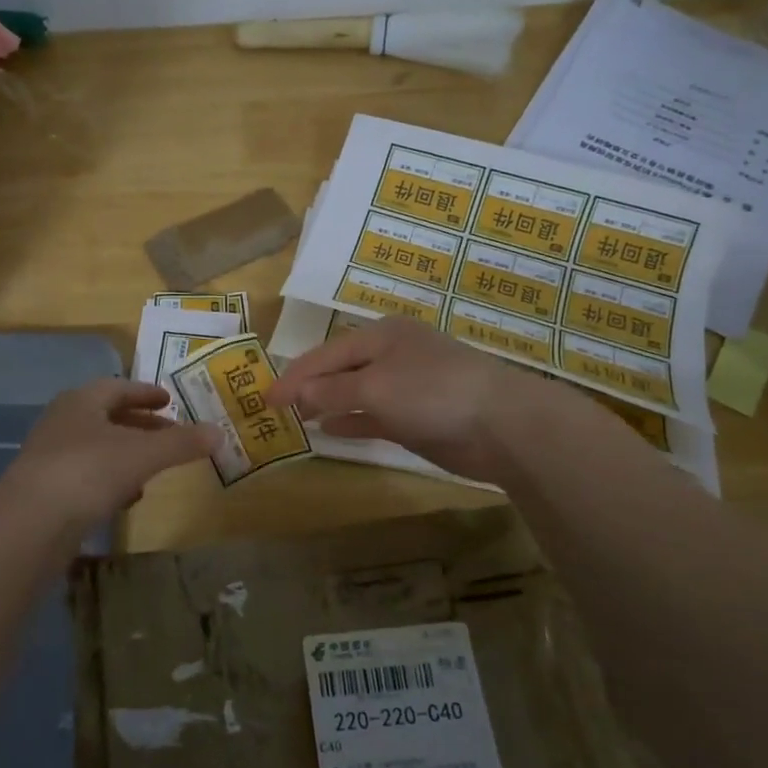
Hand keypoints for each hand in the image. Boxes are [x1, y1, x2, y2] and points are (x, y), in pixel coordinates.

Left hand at [0, 379, 220, 529]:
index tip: (170, 401)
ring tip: (156, 467)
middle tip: (171, 434)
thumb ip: (182, 443)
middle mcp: (63, 423)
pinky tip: (128, 498)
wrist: (30, 523)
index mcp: (82, 401)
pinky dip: (112, 481)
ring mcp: (52, 458)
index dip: (146, 393)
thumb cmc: (88, 471)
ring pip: (98, 449)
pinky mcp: (48, 491)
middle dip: (141, 426)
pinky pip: (87, 478)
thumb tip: (220, 432)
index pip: (118, 388)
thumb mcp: (143, 454)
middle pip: (108, 418)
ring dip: (127, 455)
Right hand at [267, 316, 559, 483]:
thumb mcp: (375, 388)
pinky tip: (327, 430)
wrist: (501, 425)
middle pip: (339, 370)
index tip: (265, 397)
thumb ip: (332, 392)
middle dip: (308, 387)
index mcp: (380, 336)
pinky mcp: (416, 417)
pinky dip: (350, 421)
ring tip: (295, 418)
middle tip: (275, 408)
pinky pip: (372, 416)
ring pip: (354, 394)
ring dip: (326, 405)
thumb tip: (296, 394)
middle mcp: (391, 356)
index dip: (294, 375)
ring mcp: (406, 387)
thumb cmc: (432, 392)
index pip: (325, 354)